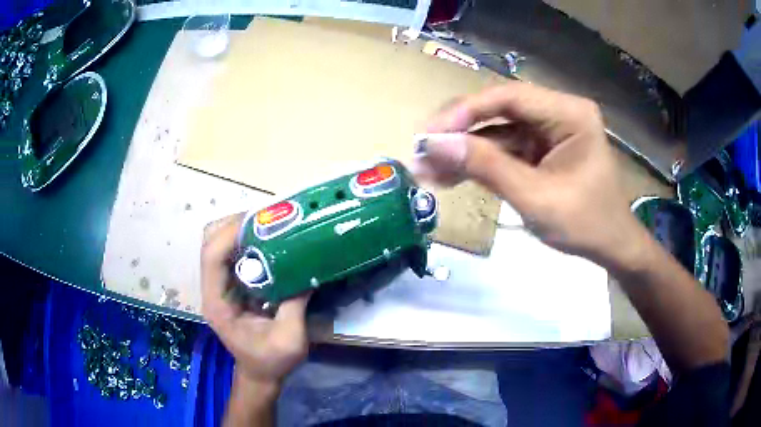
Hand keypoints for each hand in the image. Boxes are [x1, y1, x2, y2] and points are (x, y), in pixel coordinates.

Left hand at [201, 213, 310, 386]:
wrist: (260, 374)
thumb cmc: (272, 362)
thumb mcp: (290, 340)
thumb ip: (295, 305)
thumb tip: (308, 269)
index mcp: (218, 303)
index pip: (212, 257)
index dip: (230, 234)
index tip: (261, 221)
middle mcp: (212, 289)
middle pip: (209, 241)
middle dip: (234, 224)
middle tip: (267, 220)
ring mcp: (219, 285)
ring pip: (218, 242)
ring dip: (241, 229)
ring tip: (270, 226)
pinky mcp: (230, 284)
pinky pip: (231, 252)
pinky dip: (247, 240)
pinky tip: (269, 241)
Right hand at [413, 82, 643, 268]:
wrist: (611, 247)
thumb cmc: (585, 224)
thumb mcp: (536, 197)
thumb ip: (487, 167)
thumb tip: (434, 145)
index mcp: (569, 113)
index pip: (509, 97)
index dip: (465, 111)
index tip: (430, 134)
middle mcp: (558, 112)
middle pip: (499, 111)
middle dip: (459, 133)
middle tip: (422, 152)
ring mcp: (548, 131)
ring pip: (497, 132)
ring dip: (463, 152)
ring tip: (426, 171)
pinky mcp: (541, 150)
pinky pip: (505, 150)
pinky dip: (479, 164)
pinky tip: (450, 176)